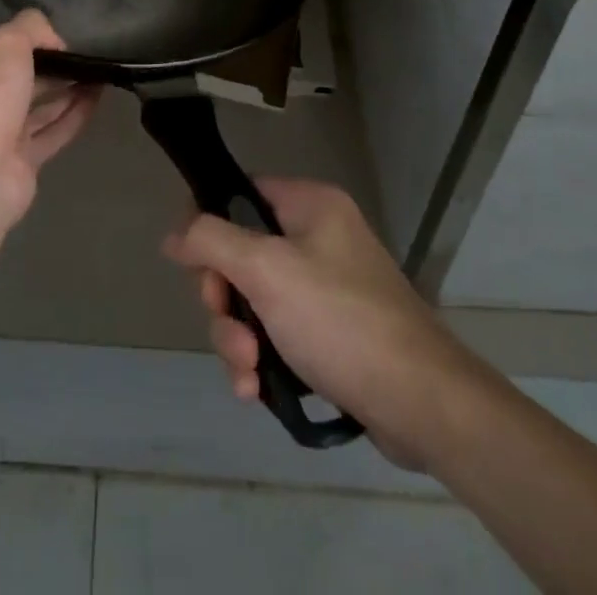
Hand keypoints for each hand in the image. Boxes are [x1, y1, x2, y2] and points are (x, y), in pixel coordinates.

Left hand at [0, 10, 101, 230]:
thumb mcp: (6, 43)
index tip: (55, 39)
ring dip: (67, 89)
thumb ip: (31, 27)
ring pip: (39, 107)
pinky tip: (98, 96)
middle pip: (19, 80)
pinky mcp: (23, 163)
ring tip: (97, 72)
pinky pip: (54, 132)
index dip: (24, 43)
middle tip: (82, 56)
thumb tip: (55, 41)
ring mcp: (0, 137)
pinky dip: (75, 114)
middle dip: (50, 68)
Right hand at [163, 178, 461, 471]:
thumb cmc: (340, 320)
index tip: (195, 265)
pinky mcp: (330, 334)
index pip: (241, 193)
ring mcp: (325, 288)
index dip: (209, 224)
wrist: (424, 404)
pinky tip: (255, 391)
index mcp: (309, 205)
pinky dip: (261, 359)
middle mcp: (317, 238)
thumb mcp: (266, 271)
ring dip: (238, 338)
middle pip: (241, 254)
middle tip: (232, 331)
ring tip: (248, 374)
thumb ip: (212, 241)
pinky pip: (277, 334)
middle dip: (225, 300)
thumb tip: (173, 234)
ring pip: (254, 301)